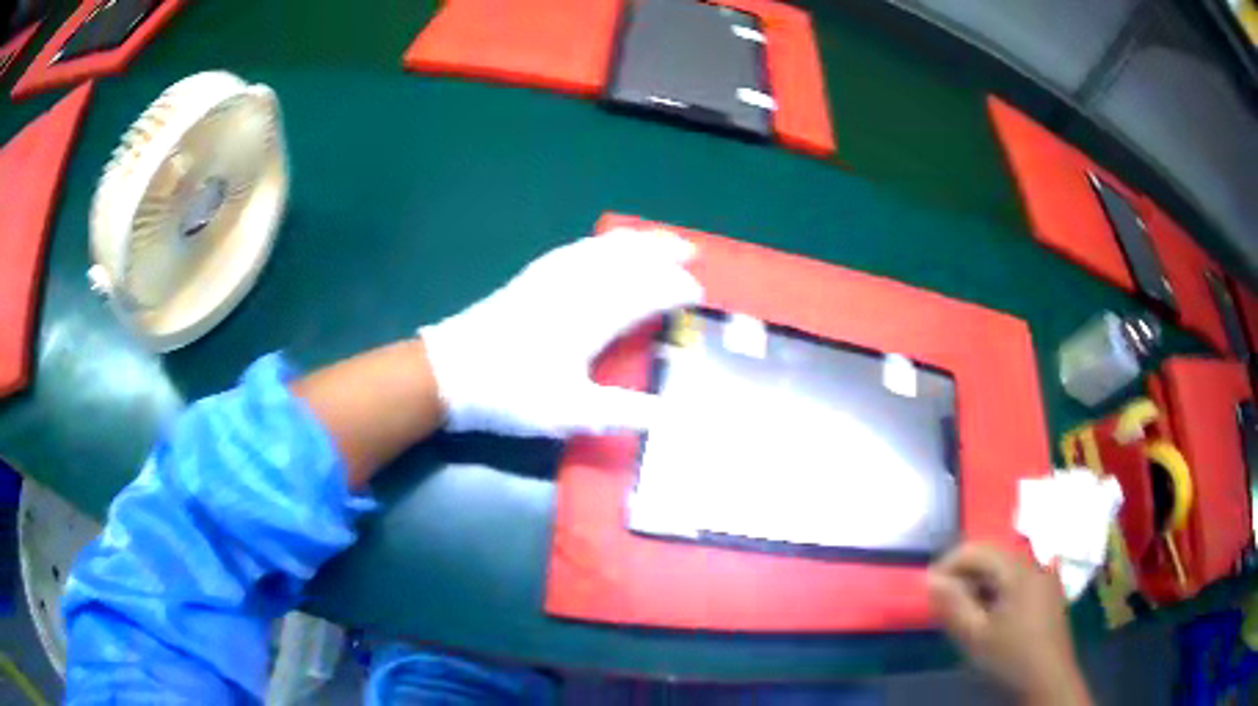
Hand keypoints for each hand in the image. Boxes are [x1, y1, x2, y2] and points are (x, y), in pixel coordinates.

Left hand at [420, 228, 702, 436]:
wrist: (450, 373)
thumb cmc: (509, 394)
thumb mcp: (567, 413)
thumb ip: (620, 413)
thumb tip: (668, 415)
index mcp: (590, 316)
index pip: (646, 292)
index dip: (675, 290)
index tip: (699, 295)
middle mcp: (575, 287)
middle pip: (627, 258)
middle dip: (662, 251)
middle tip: (692, 251)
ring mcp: (550, 278)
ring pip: (602, 248)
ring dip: (635, 241)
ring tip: (657, 239)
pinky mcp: (530, 278)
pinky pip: (575, 249)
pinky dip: (600, 243)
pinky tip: (601, 246)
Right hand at [928, 544, 1091, 705]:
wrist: (1049, 677)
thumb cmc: (1011, 656)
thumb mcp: (976, 635)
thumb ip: (953, 605)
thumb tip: (932, 580)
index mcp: (1018, 570)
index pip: (978, 549)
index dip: (949, 564)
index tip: (930, 588)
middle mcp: (1034, 564)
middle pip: (993, 556)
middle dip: (964, 574)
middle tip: (944, 602)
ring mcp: (1044, 576)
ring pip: (1004, 568)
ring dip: (980, 583)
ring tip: (963, 611)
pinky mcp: (1047, 591)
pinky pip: (1017, 579)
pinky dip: (997, 590)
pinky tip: (989, 615)